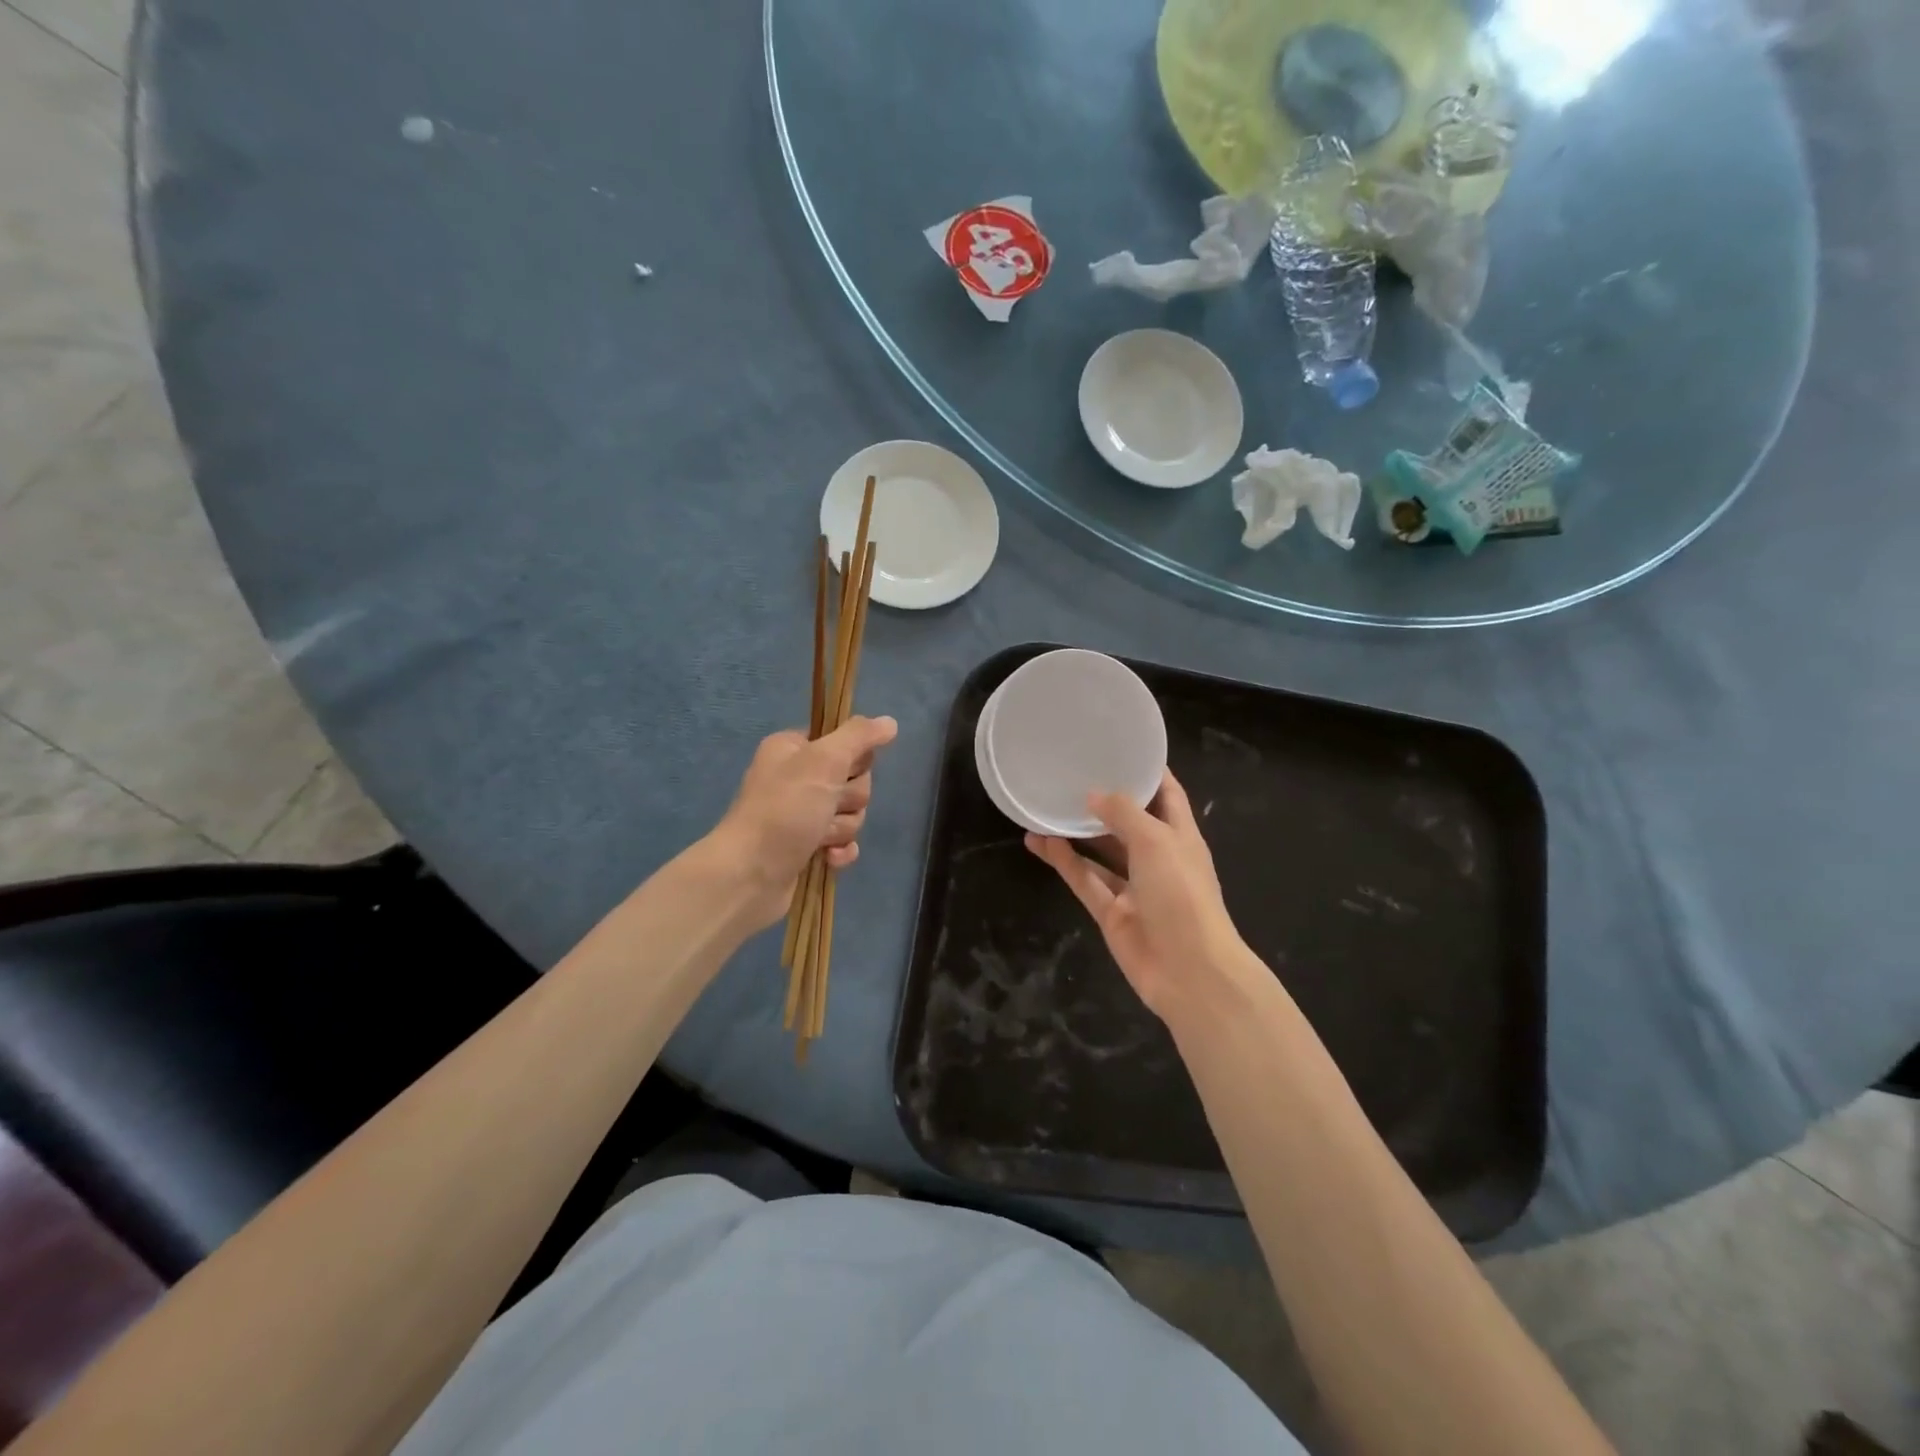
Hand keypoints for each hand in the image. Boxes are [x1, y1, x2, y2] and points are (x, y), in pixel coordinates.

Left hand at [714, 716, 897, 930]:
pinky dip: (840, 850)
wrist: (749, 875)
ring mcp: (802, 815)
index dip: (852, 758)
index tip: (844, 770)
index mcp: (794, 749)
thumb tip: (890, 722)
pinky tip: (828, 857)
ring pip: (851, 813)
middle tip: (826, 807)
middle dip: (848, 799)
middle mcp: (797, 778)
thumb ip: (859, 736)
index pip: (844, 741)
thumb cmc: (784, 810)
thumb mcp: (823, 761)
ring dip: (841, 827)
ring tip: (818, 837)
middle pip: (854, 780)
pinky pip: (844, 842)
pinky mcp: (808, 848)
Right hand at [1026, 769, 1251, 1022]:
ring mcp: (1134, 888)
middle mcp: (1157, 858)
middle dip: (1104, 801)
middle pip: (1128, 822)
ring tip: (1045, 806)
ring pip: (1100, 852)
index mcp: (1180, 836)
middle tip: (1070, 775)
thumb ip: (1123, 814)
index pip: (1166, 794)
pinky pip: (1084, 880)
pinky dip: (1064, 862)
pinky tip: (1040, 842)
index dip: (1147, 771)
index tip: (1119, 748)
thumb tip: (1092, 795)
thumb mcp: (1156, 841)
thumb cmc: (1182, 894)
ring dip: (1076, 832)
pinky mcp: (1111, 913)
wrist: (1190, 972)